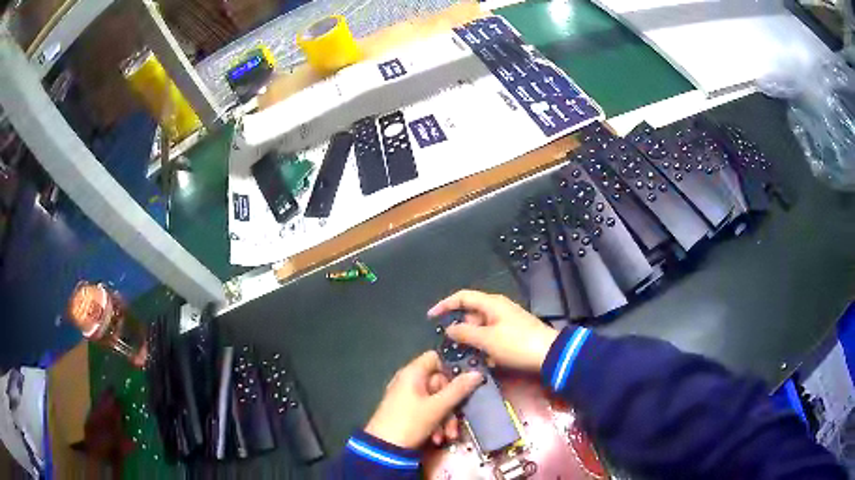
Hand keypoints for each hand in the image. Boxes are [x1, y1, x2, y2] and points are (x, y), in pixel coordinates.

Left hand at [364, 351, 482, 448]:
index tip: (465, 384)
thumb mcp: (438, 407)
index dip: (451, 368)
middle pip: (439, 383)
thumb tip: (477, 373)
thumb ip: (458, 389)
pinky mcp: (406, 412)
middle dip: (451, 405)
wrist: (384, 449)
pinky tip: (437, 438)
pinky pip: (426, 411)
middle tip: (457, 420)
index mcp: (413, 373)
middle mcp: (409, 381)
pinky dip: (435, 423)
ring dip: (445, 418)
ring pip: (435, 400)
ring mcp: (406, 397)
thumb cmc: (410, 423)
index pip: (436, 358)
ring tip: (448, 435)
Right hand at [428, 290, 557, 371]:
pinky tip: (484, 360)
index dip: (444, 305)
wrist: (550, 355)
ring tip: (465, 355)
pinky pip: (492, 336)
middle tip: (450, 345)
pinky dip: (484, 345)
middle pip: (471, 313)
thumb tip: (450, 328)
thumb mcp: (487, 339)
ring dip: (472, 340)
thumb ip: (465, 333)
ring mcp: (507, 321)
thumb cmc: (516, 344)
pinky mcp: (513, 333)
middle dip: (459, 328)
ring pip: (481, 327)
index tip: (431, 318)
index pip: (462, 297)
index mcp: (491, 303)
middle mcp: (498, 308)